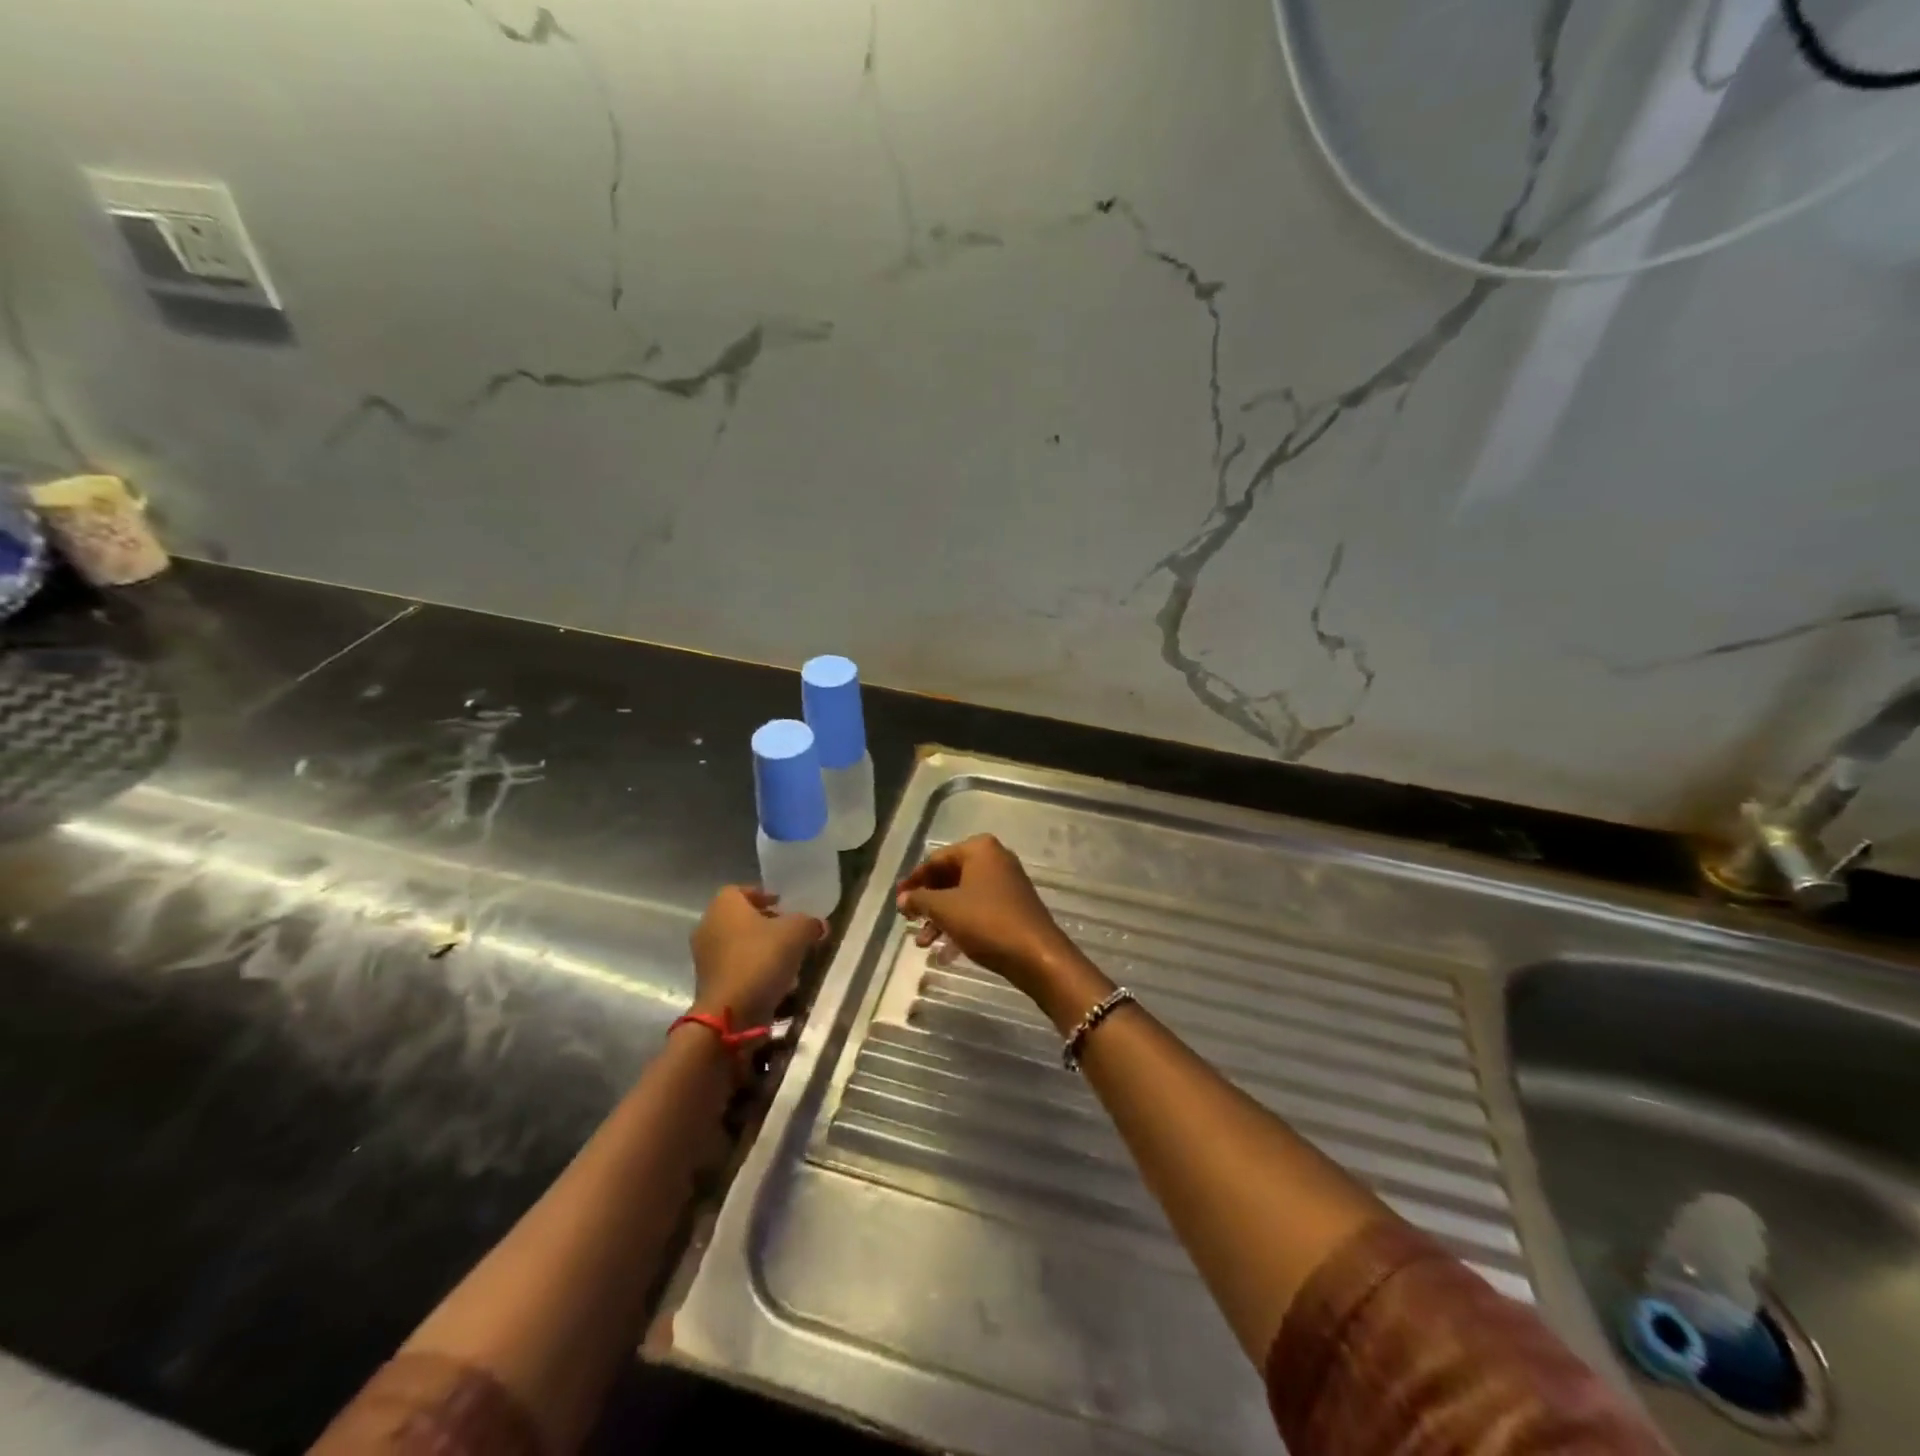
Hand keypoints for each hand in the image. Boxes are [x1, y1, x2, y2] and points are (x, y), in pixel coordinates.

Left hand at [690, 887, 823, 1027]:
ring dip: (761, 948)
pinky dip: (754, 969)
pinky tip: (776, 981)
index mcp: (724, 905)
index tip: (784, 905)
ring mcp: (705, 956)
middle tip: (790, 931)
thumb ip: (809, 923)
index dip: (764, 895)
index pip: (742, 890)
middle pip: (741, 918)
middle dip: (765, 923)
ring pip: (738, 944)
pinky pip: (736, 967)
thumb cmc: (761, 959)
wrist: (731, 1013)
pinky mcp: (709, 983)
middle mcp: (708, 925)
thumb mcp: (797, 933)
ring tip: (788, 958)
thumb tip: (818, 925)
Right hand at [896, 836, 1083, 1006]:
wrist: (1036, 954)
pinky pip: (978, 909)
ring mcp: (1006, 883)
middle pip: (950, 877)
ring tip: (923, 943)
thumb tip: (902, 899)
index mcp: (979, 849)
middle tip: (908, 921)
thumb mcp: (945, 909)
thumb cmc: (986, 922)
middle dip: (927, 901)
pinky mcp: (1013, 906)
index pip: (936, 859)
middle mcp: (995, 859)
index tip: (897, 900)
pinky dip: (959, 924)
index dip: (914, 881)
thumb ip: (919, 900)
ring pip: (962, 896)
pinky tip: (945, 951)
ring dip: (940, 917)